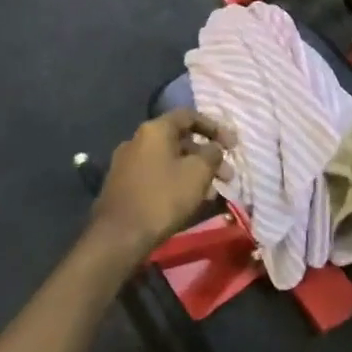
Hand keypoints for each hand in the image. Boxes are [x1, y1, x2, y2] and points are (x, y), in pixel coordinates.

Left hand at [89, 109, 231, 257]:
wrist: (119, 236)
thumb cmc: (163, 198)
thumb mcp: (198, 173)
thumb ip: (212, 154)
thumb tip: (214, 148)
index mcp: (155, 130)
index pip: (189, 116)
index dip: (214, 127)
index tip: (232, 145)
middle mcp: (137, 140)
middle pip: (180, 140)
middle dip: (207, 155)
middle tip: (227, 175)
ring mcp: (127, 163)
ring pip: (169, 160)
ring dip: (194, 171)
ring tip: (212, 192)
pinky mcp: (123, 185)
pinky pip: (157, 175)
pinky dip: (177, 181)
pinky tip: (190, 200)